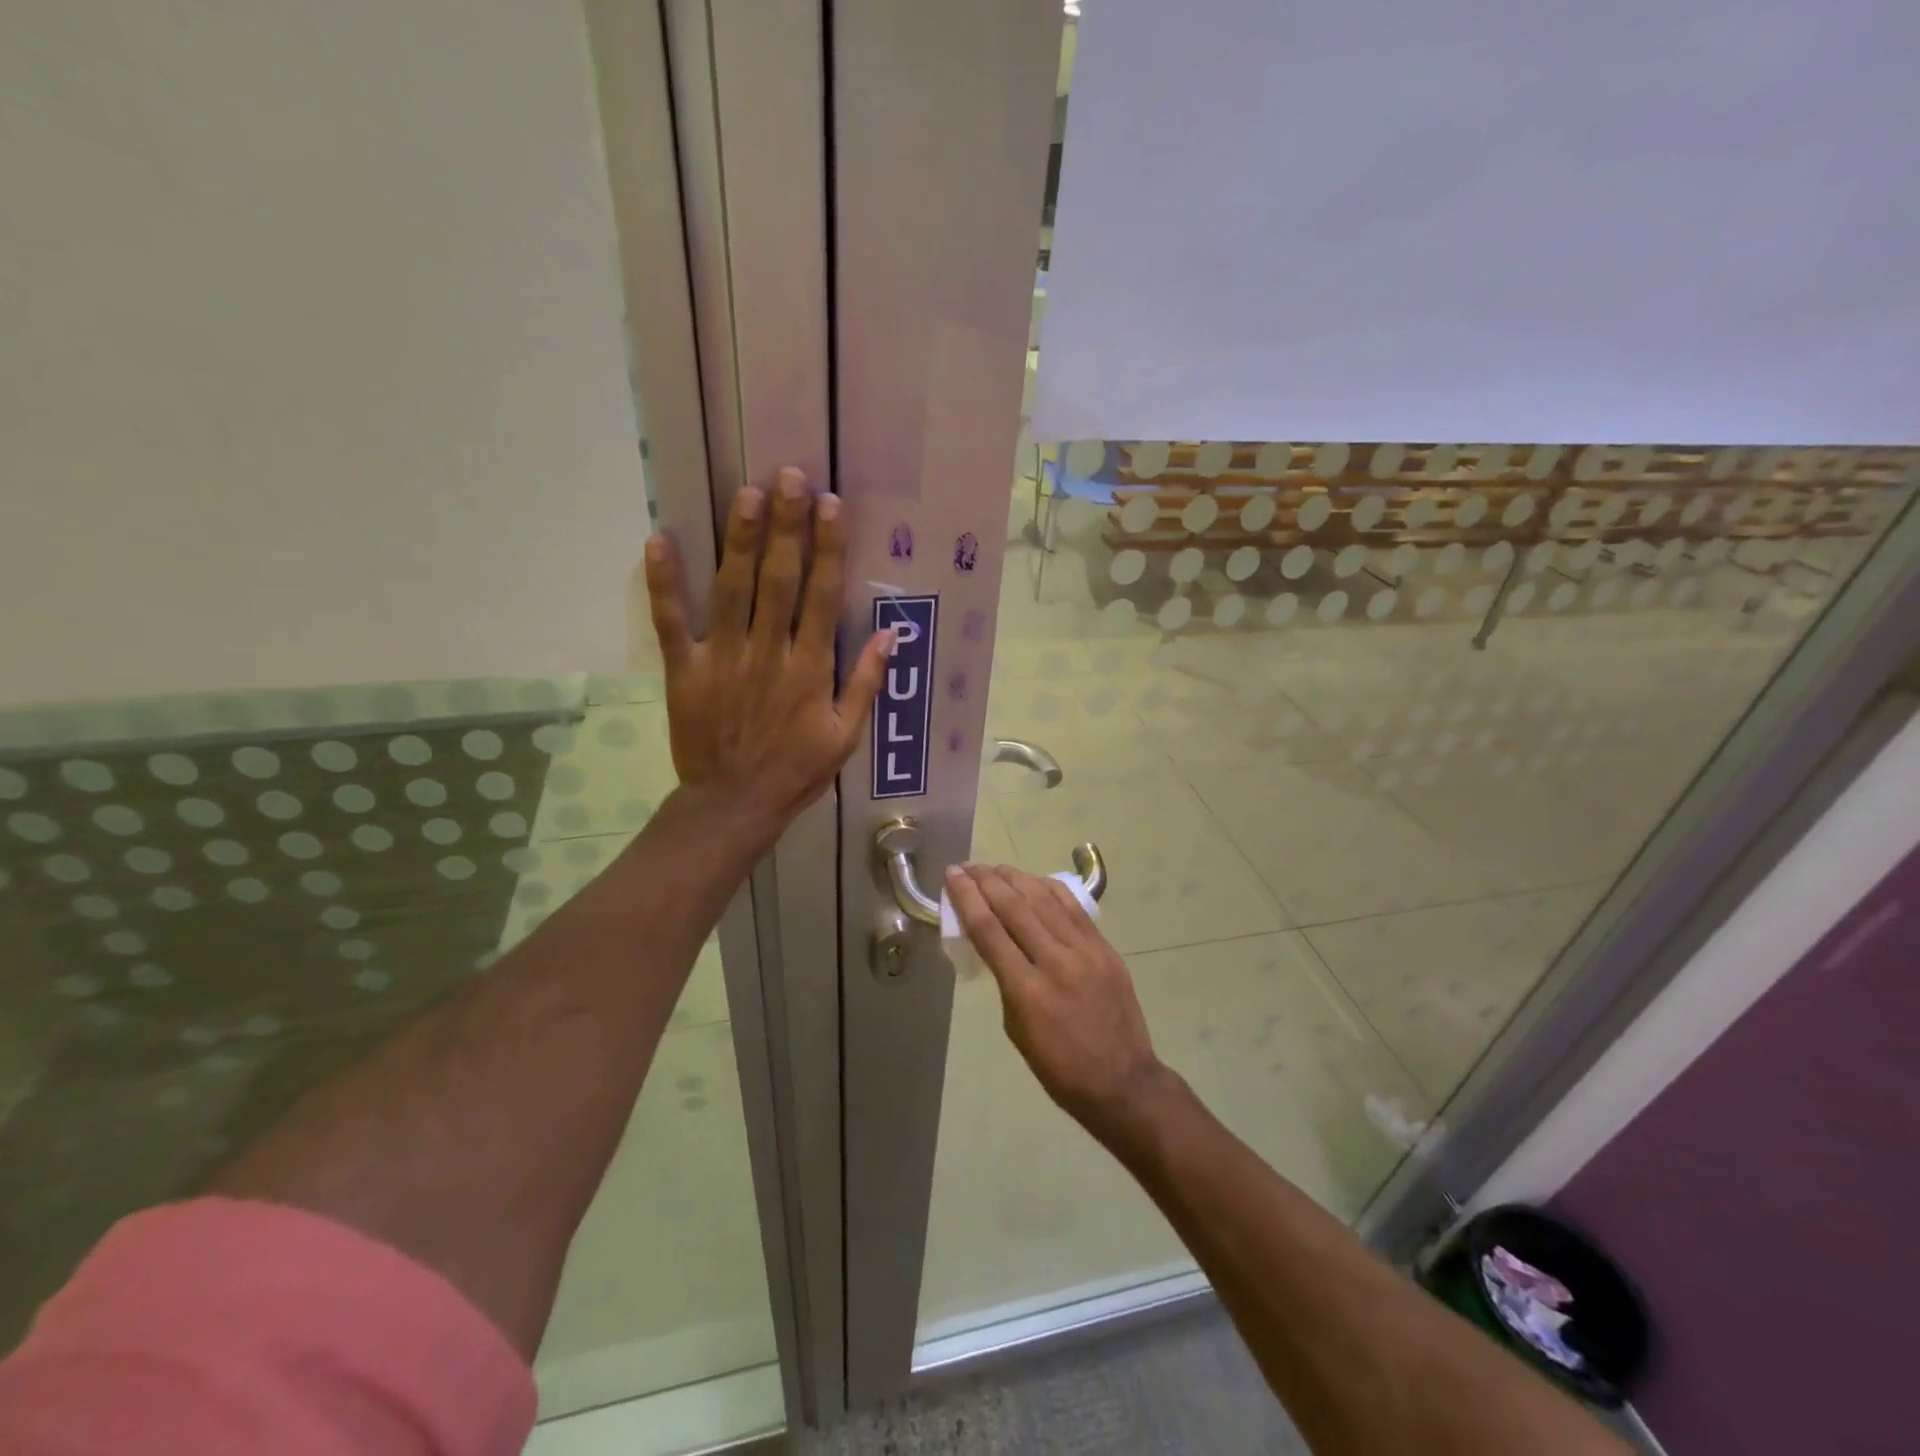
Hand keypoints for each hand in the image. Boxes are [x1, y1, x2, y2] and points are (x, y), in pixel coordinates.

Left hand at [646, 467, 891, 845]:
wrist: (734, 804)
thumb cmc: (796, 771)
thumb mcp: (845, 736)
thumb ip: (865, 683)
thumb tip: (890, 634)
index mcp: (809, 669)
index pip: (822, 597)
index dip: (828, 549)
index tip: (831, 506)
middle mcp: (768, 653)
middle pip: (778, 580)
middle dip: (785, 526)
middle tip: (788, 476)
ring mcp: (723, 658)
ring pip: (731, 589)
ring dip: (739, 539)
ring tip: (746, 493)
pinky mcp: (685, 670)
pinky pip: (671, 621)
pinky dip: (664, 583)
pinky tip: (659, 540)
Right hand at [944, 863, 1178, 1146]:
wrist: (1123, 1081)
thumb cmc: (1060, 1068)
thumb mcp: (1017, 1031)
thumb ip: (1006, 982)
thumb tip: (998, 946)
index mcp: (1027, 991)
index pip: (989, 930)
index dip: (967, 897)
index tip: (952, 875)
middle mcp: (1055, 962)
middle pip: (1014, 906)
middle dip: (986, 880)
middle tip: (968, 866)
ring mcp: (1085, 951)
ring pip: (1044, 899)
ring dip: (1015, 878)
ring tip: (995, 868)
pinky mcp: (1105, 949)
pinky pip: (1073, 908)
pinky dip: (1049, 889)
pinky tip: (1034, 881)